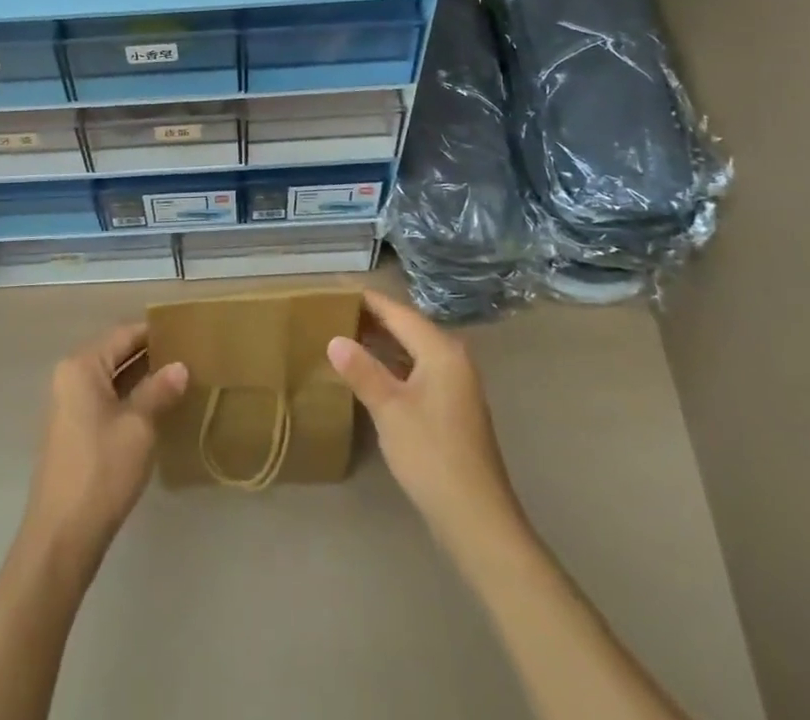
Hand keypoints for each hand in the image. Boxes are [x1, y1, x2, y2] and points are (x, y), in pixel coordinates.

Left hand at [22, 323, 187, 562]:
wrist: (62, 537)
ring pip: (112, 378)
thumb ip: (159, 390)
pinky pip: (106, 399)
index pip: (124, 334)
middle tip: (190, 356)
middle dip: (151, 355)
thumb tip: (181, 366)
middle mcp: (70, 376)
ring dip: (142, 378)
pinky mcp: (74, 429)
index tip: (187, 333)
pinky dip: (130, 398)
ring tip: (181, 379)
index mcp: (82, 366)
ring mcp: (69, 404)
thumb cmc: (102, 471)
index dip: (155, 333)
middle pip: (116, 353)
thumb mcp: (138, 426)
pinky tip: (158, 407)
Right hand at [328, 289, 529, 553]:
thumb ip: (361, 370)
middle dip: (371, 318)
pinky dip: (392, 363)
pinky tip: (369, 372)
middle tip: (332, 312)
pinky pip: (416, 369)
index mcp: (441, 350)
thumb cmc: (431, 455)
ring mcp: (455, 384)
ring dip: (381, 342)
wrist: (477, 519)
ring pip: (412, 349)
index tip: (334, 289)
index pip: (398, 311)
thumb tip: (334, 339)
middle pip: (406, 326)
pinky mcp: (452, 407)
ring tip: (343, 336)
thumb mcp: (390, 409)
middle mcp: (452, 358)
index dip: (366, 300)